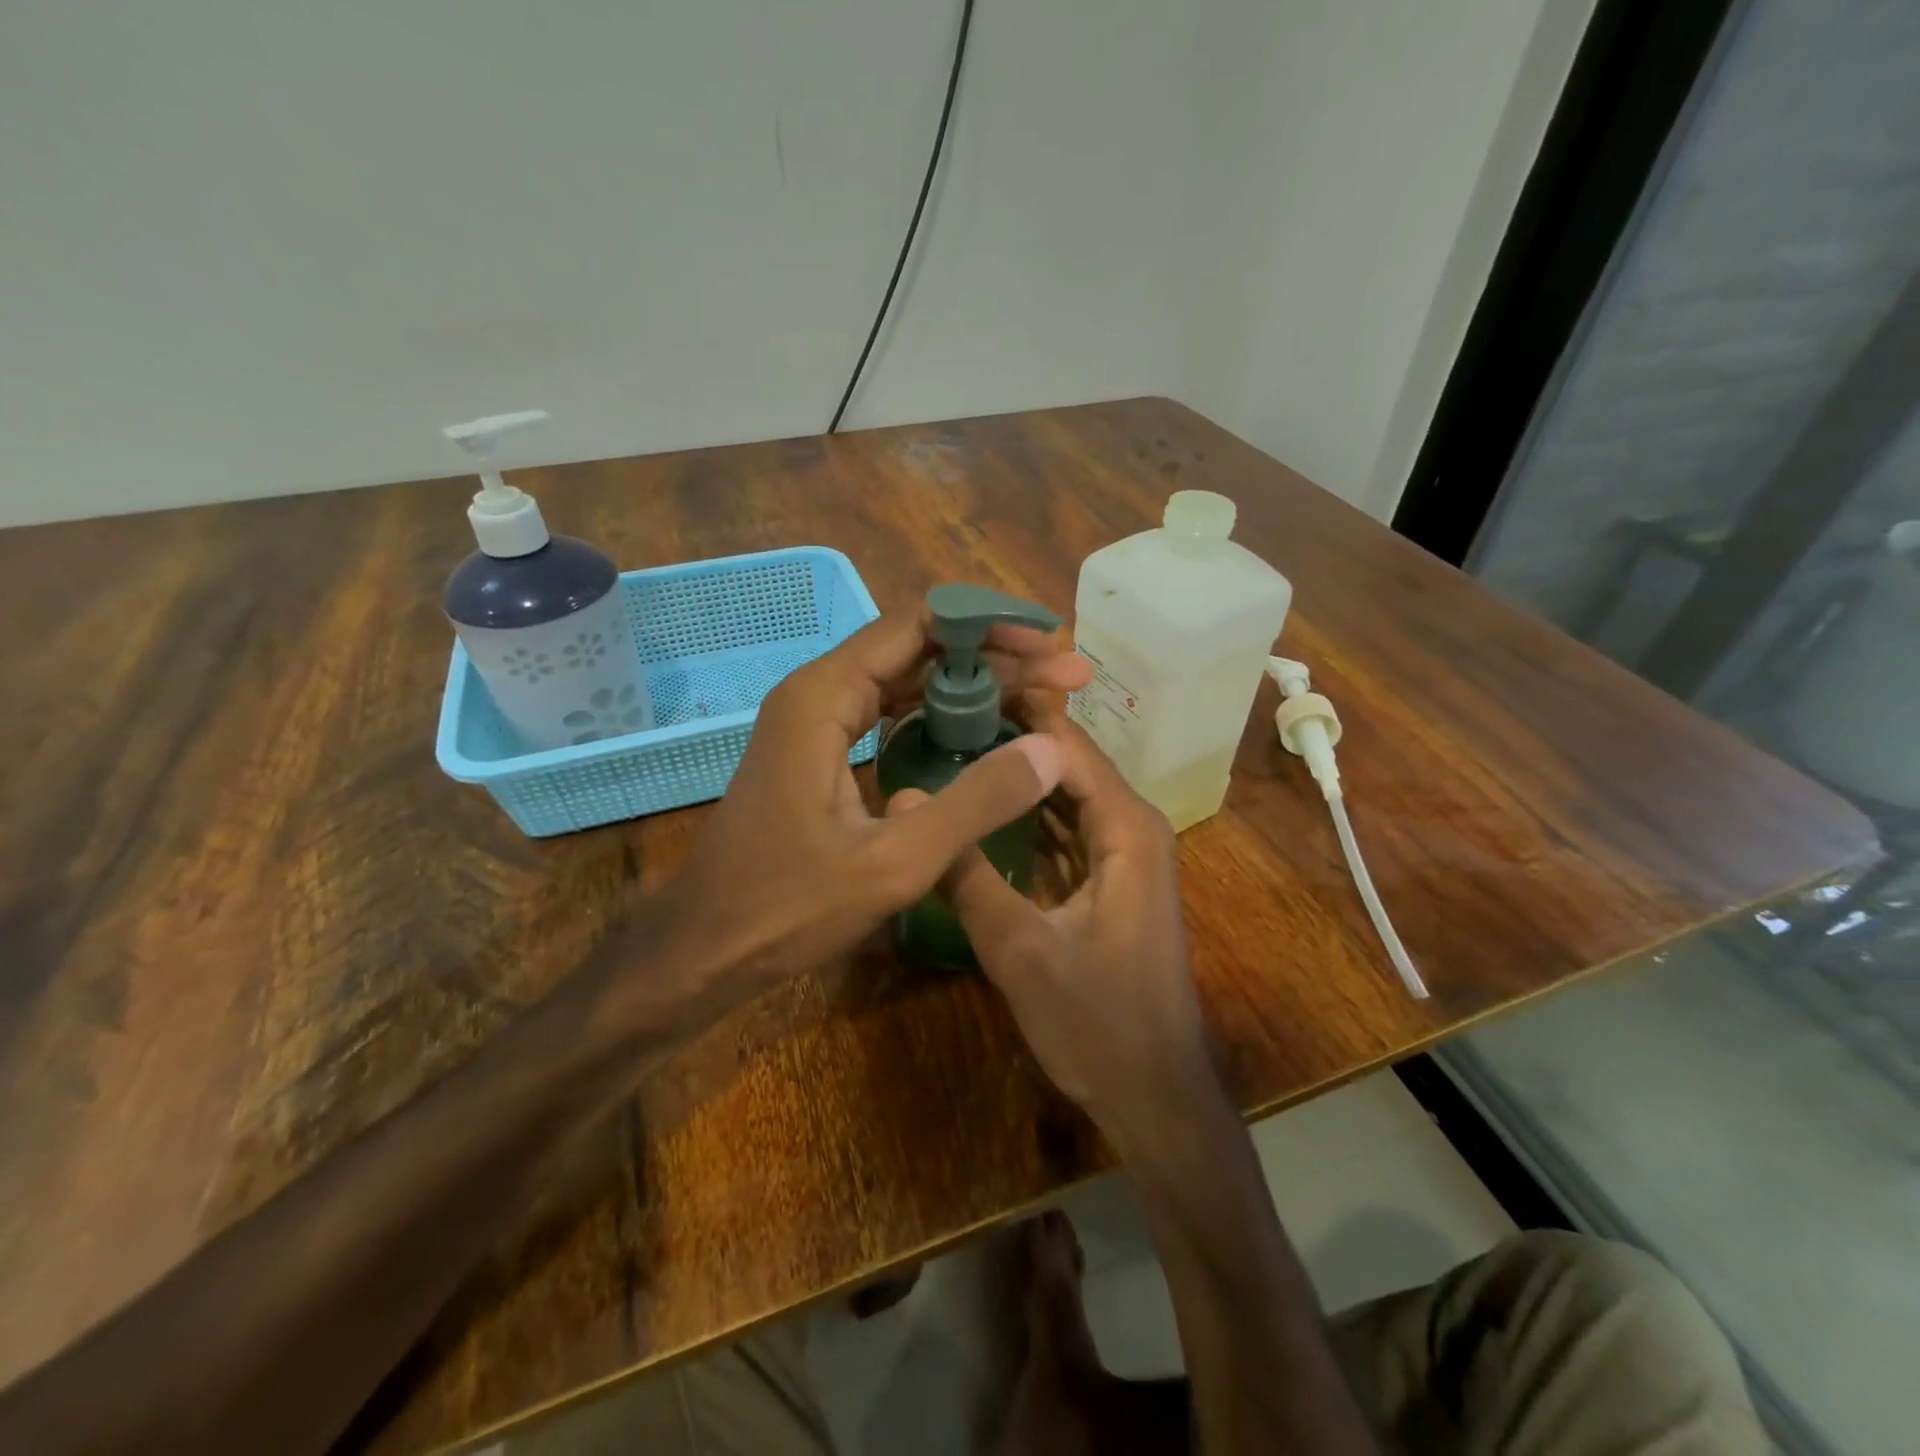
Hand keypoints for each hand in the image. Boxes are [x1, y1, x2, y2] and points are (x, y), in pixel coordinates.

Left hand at [649, 608, 1089, 1005]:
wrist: (705, 947)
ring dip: (970, 684)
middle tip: (1064, 675)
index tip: (1050, 644)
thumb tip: (1050, 751)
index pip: (918, 626)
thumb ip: (975, 804)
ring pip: (904, 679)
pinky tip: (982, 731)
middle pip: (916, 647)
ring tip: (1039, 696)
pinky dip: (939, 714)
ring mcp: (815, 722)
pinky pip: (887, 712)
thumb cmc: (787, 908)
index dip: (989, 626)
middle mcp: (817, 693)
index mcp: (824, 697)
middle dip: (993, 655)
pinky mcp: (819, 752)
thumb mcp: (894, 863)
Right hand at [925, 710, 1213, 1140]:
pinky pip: (1067, 830)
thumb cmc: (1098, 1024)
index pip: (1067, 745)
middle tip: (938, 715)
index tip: (957, 686)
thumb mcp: (1019, 949)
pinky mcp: (1112, 883)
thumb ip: (965, 874)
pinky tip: (982, 809)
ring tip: (950, 747)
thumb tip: (905, 802)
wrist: (1156, 1098)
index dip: (1016, 712)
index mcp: (1125, 827)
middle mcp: (1132, 828)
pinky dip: (1028, 817)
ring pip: (1065, 796)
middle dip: (1010, 740)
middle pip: (1067, 763)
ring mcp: (1124, 856)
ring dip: (1017, 777)